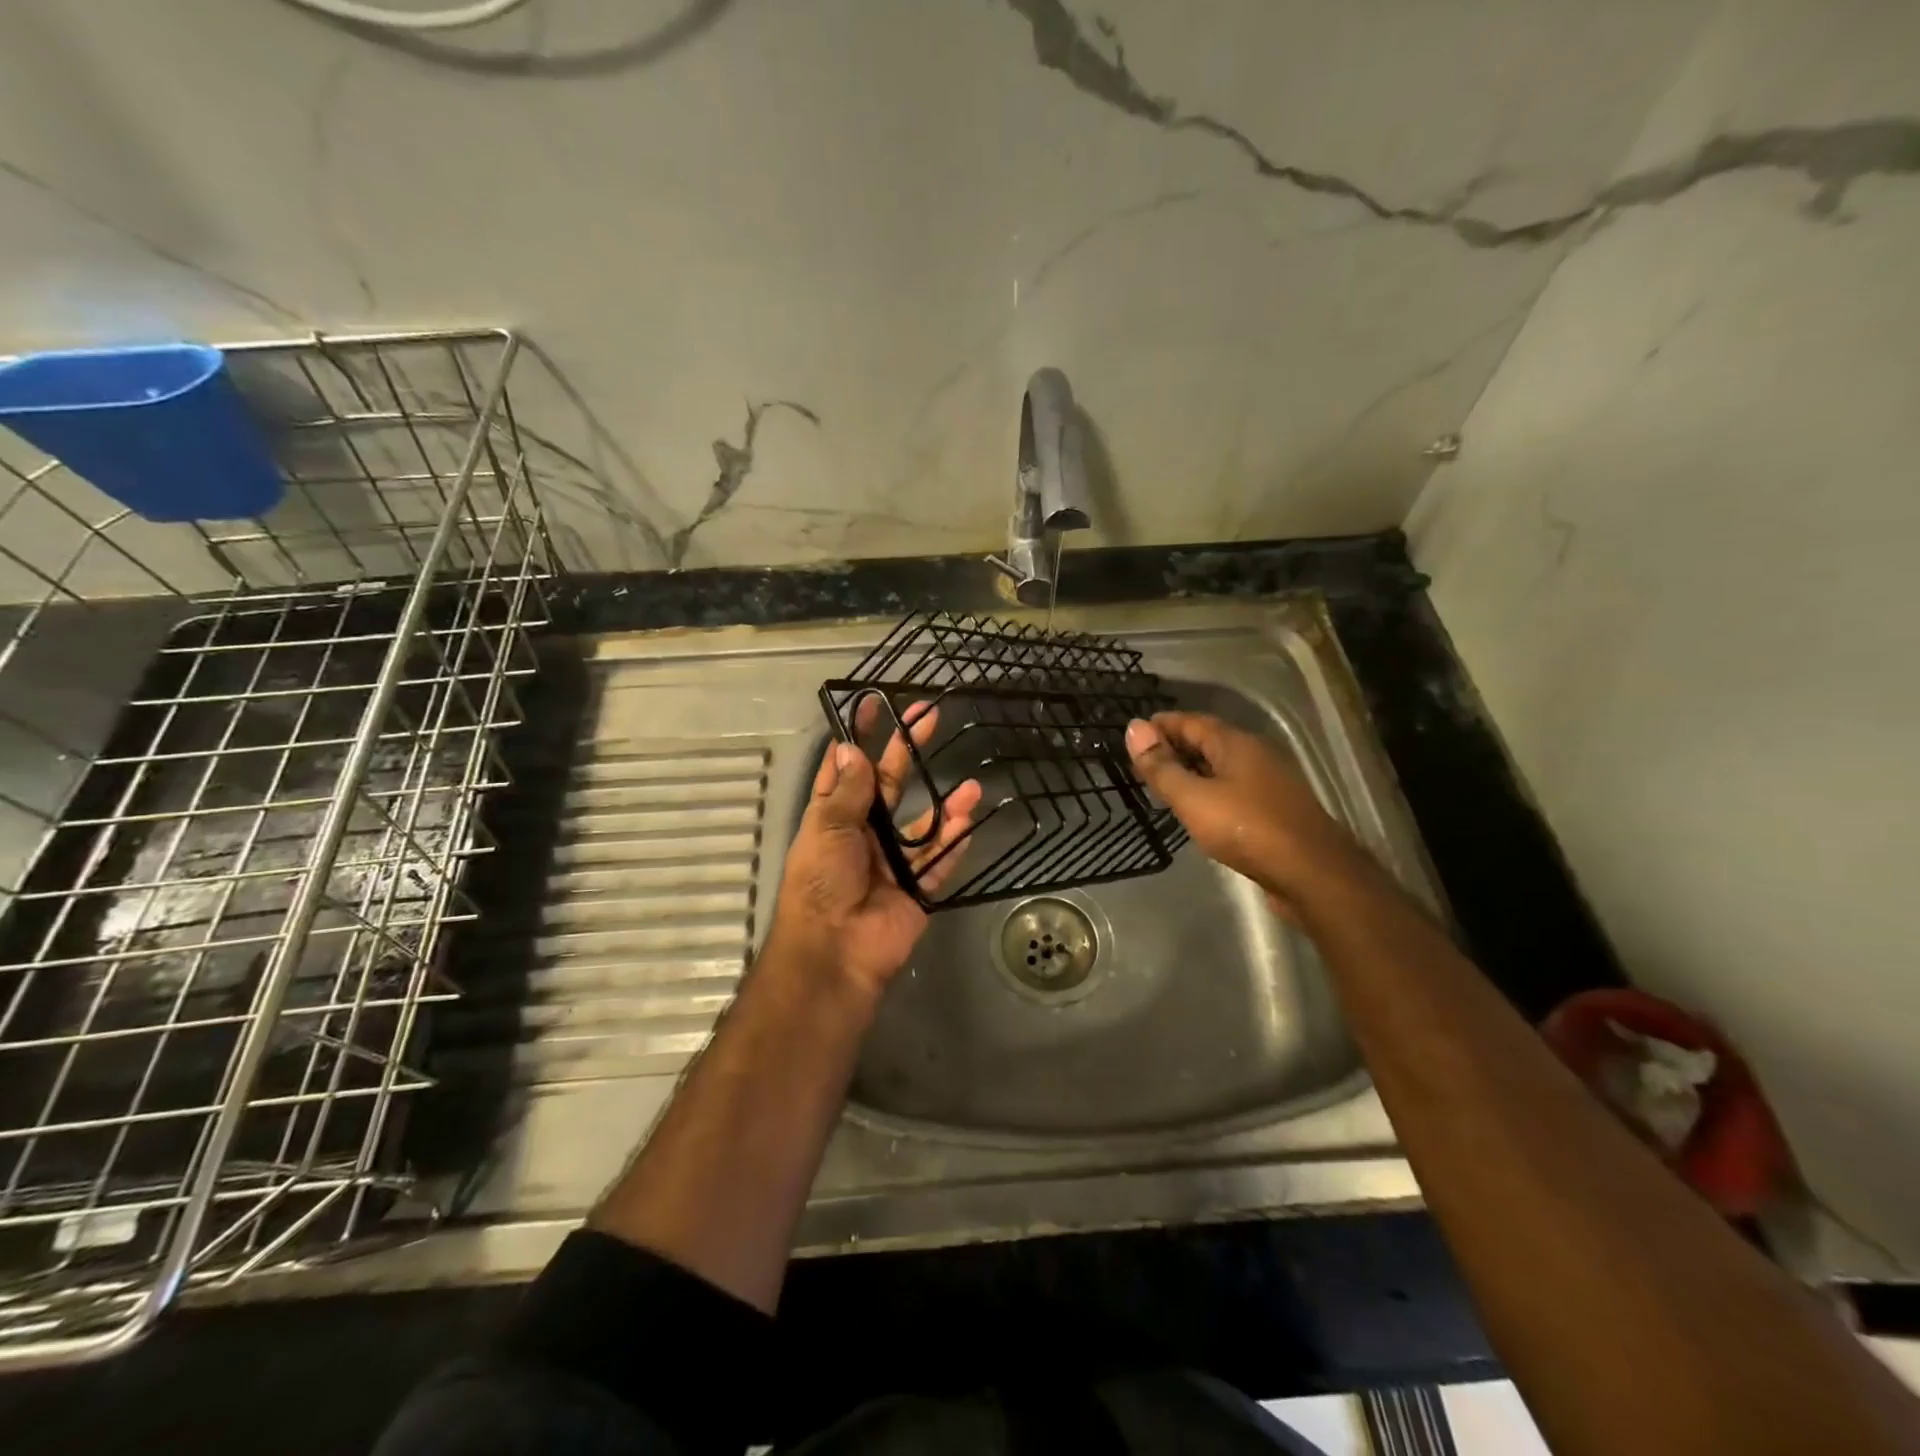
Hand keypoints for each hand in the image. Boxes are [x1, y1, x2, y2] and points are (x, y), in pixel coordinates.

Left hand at [766, 704, 981, 997]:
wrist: (836, 950)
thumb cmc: (821, 883)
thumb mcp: (827, 829)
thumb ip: (848, 791)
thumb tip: (854, 749)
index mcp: (833, 817)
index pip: (846, 767)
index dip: (858, 736)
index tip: (874, 704)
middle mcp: (863, 833)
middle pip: (888, 784)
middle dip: (908, 752)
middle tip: (930, 718)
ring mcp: (892, 860)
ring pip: (923, 823)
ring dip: (945, 803)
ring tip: (971, 784)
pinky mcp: (917, 888)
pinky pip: (940, 859)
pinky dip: (954, 842)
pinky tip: (969, 819)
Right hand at [1125, 711, 1360, 914]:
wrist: (1312, 874)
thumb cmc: (1247, 829)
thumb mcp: (1193, 798)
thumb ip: (1161, 766)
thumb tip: (1133, 728)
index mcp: (1236, 744)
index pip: (1191, 721)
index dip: (1162, 724)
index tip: (1134, 734)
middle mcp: (1256, 755)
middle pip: (1208, 741)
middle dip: (1175, 747)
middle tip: (1142, 762)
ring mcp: (1269, 783)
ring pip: (1222, 767)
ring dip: (1192, 771)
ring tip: (1163, 785)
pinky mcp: (1275, 811)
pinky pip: (1233, 790)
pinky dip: (1209, 791)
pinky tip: (1198, 810)